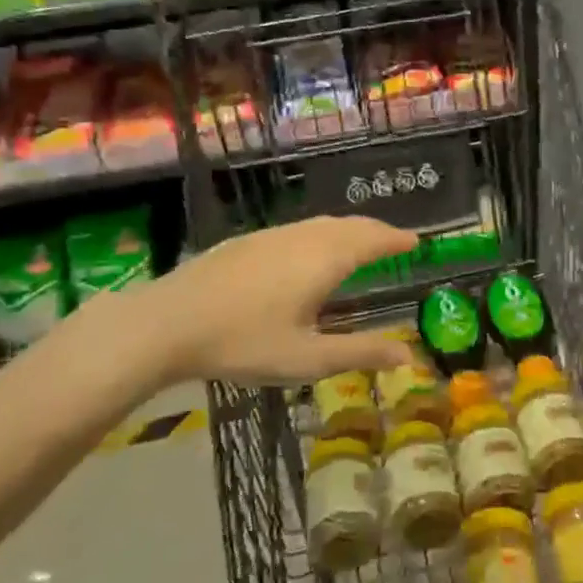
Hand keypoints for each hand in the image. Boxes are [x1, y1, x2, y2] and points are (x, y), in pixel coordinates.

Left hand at [71, 217, 417, 399]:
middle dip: (376, 231)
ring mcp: (273, 236)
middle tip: (394, 241)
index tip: (416, 241)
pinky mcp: (247, 242)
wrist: (166, 322)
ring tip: (359, 244)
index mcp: (325, 259)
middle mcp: (304, 237)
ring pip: (322, 224)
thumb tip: (408, 356)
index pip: (372, 240)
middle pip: (350, 225)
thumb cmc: (244, 342)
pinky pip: (300, 229)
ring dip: (349, 230)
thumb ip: (359, 353)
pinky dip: (322, 234)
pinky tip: (309, 252)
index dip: (396, 240)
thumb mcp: (307, 358)